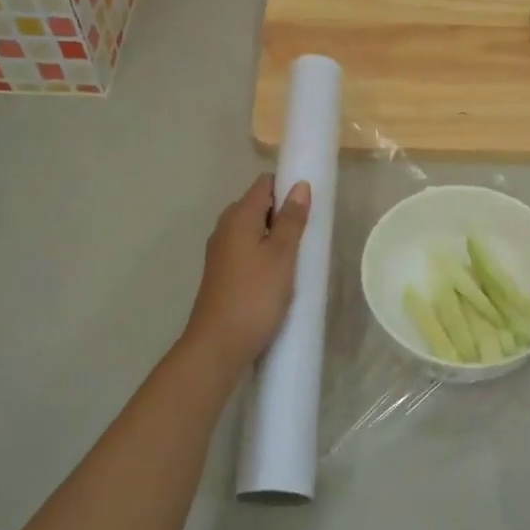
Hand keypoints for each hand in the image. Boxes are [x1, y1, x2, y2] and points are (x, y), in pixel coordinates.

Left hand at [184, 175, 310, 368]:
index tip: (311, 205)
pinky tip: (281, 275)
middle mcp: (225, 229)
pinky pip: (249, 251)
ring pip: (255, 231)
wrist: (218, 345)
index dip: (288, 188)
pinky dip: (266, 255)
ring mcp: (222, 253)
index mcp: (238, 217)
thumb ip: (292, 220)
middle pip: (259, 206)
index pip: (265, 184)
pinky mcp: (224, 274)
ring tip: (300, 257)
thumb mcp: (282, 256)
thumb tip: (300, 185)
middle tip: (310, 234)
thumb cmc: (255, 296)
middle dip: (285, 214)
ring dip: (277, 237)